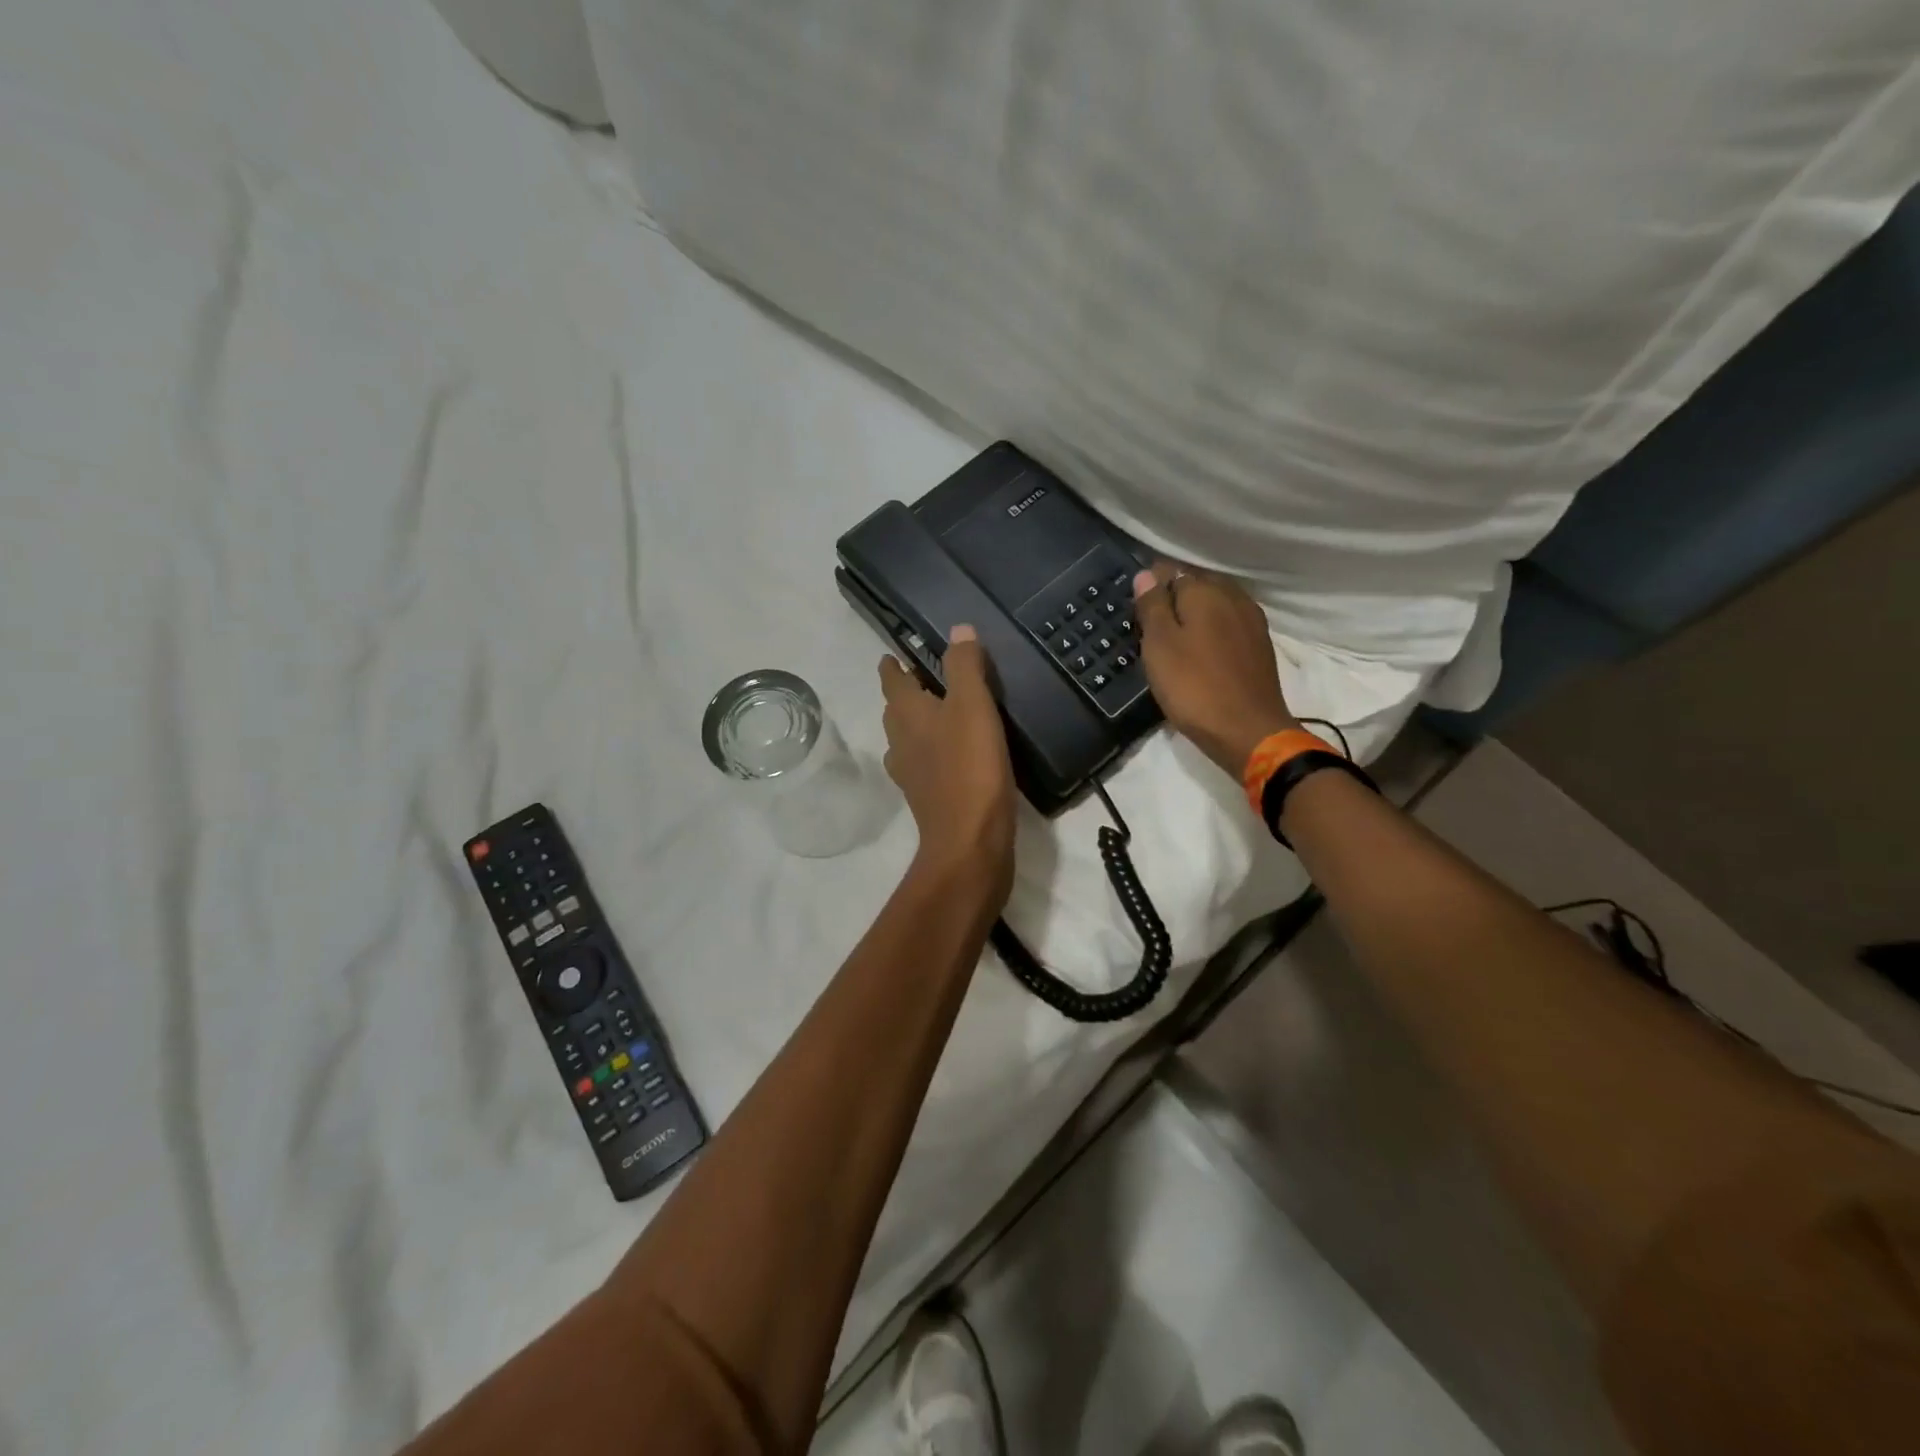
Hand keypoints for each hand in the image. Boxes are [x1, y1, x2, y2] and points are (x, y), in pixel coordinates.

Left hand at [879, 625, 1016, 905]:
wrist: (970, 842)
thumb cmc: (970, 767)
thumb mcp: (972, 706)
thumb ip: (964, 666)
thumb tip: (958, 629)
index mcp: (906, 716)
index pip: (891, 681)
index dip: (892, 665)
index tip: (895, 654)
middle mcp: (901, 743)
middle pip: (897, 710)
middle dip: (907, 693)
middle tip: (929, 678)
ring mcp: (912, 775)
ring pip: (910, 739)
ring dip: (921, 723)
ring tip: (945, 713)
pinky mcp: (929, 799)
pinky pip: (927, 764)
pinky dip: (936, 751)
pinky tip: (957, 754)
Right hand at [1133, 563, 1297, 777]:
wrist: (1247, 731)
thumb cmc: (1193, 686)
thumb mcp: (1160, 645)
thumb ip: (1152, 606)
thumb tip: (1146, 574)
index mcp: (1205, 591)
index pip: (1171, 570)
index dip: (1150, 585)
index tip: (1136, 609)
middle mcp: (1232, 596)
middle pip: (1196, 584)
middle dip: (1173, 597)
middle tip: (1150, 626)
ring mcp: (1251, 620)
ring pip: (1214, 604)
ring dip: (1194, 614)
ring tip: (1173, 638)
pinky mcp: (1259, 644)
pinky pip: (1228, 623)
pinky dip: (1211, 629)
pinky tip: (1200, 650)